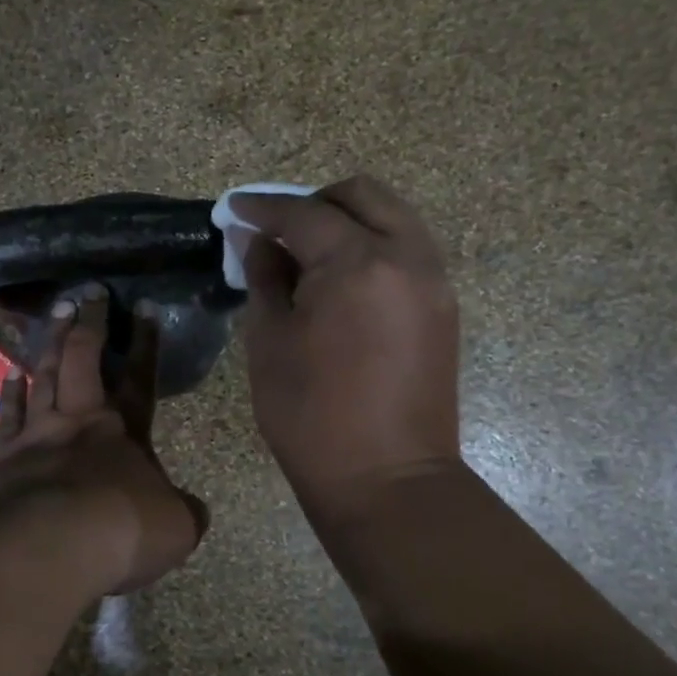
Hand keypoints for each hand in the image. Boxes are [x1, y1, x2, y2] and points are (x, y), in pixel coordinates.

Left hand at [0, 287, 208, 594]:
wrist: (51, 549)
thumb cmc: (123, 532)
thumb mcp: (177, 528)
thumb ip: (184, 511)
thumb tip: (187, 509)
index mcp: (126, 431)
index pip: (140, 377)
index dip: (144, 342)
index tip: (144, 306)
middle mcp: (80, 421)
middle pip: (84, 360)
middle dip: (89, 324)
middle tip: (87, 293)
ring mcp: (38, 435)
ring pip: (44, 375)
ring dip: (51, 342)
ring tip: (55, 314)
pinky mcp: (5, 458)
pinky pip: (9, 415)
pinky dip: (11, 391)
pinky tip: (12, 372)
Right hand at [236, 175, 460, 518]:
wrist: (387, 479)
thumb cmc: (311, 416)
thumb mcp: (270, 342)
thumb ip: (264, 278)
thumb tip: (256, 240)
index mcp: (358, 263)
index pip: (304, 213)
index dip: (263, 207)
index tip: (234, 208)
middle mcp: (407, 256)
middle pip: (362, 195)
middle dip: (314, 202)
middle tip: (276, 230)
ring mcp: (433, 281)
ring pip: (392, 218)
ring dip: (347, 221)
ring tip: (308, 255)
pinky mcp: (442, 307)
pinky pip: (407, 250)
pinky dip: (372, 246)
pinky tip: (341, 280)